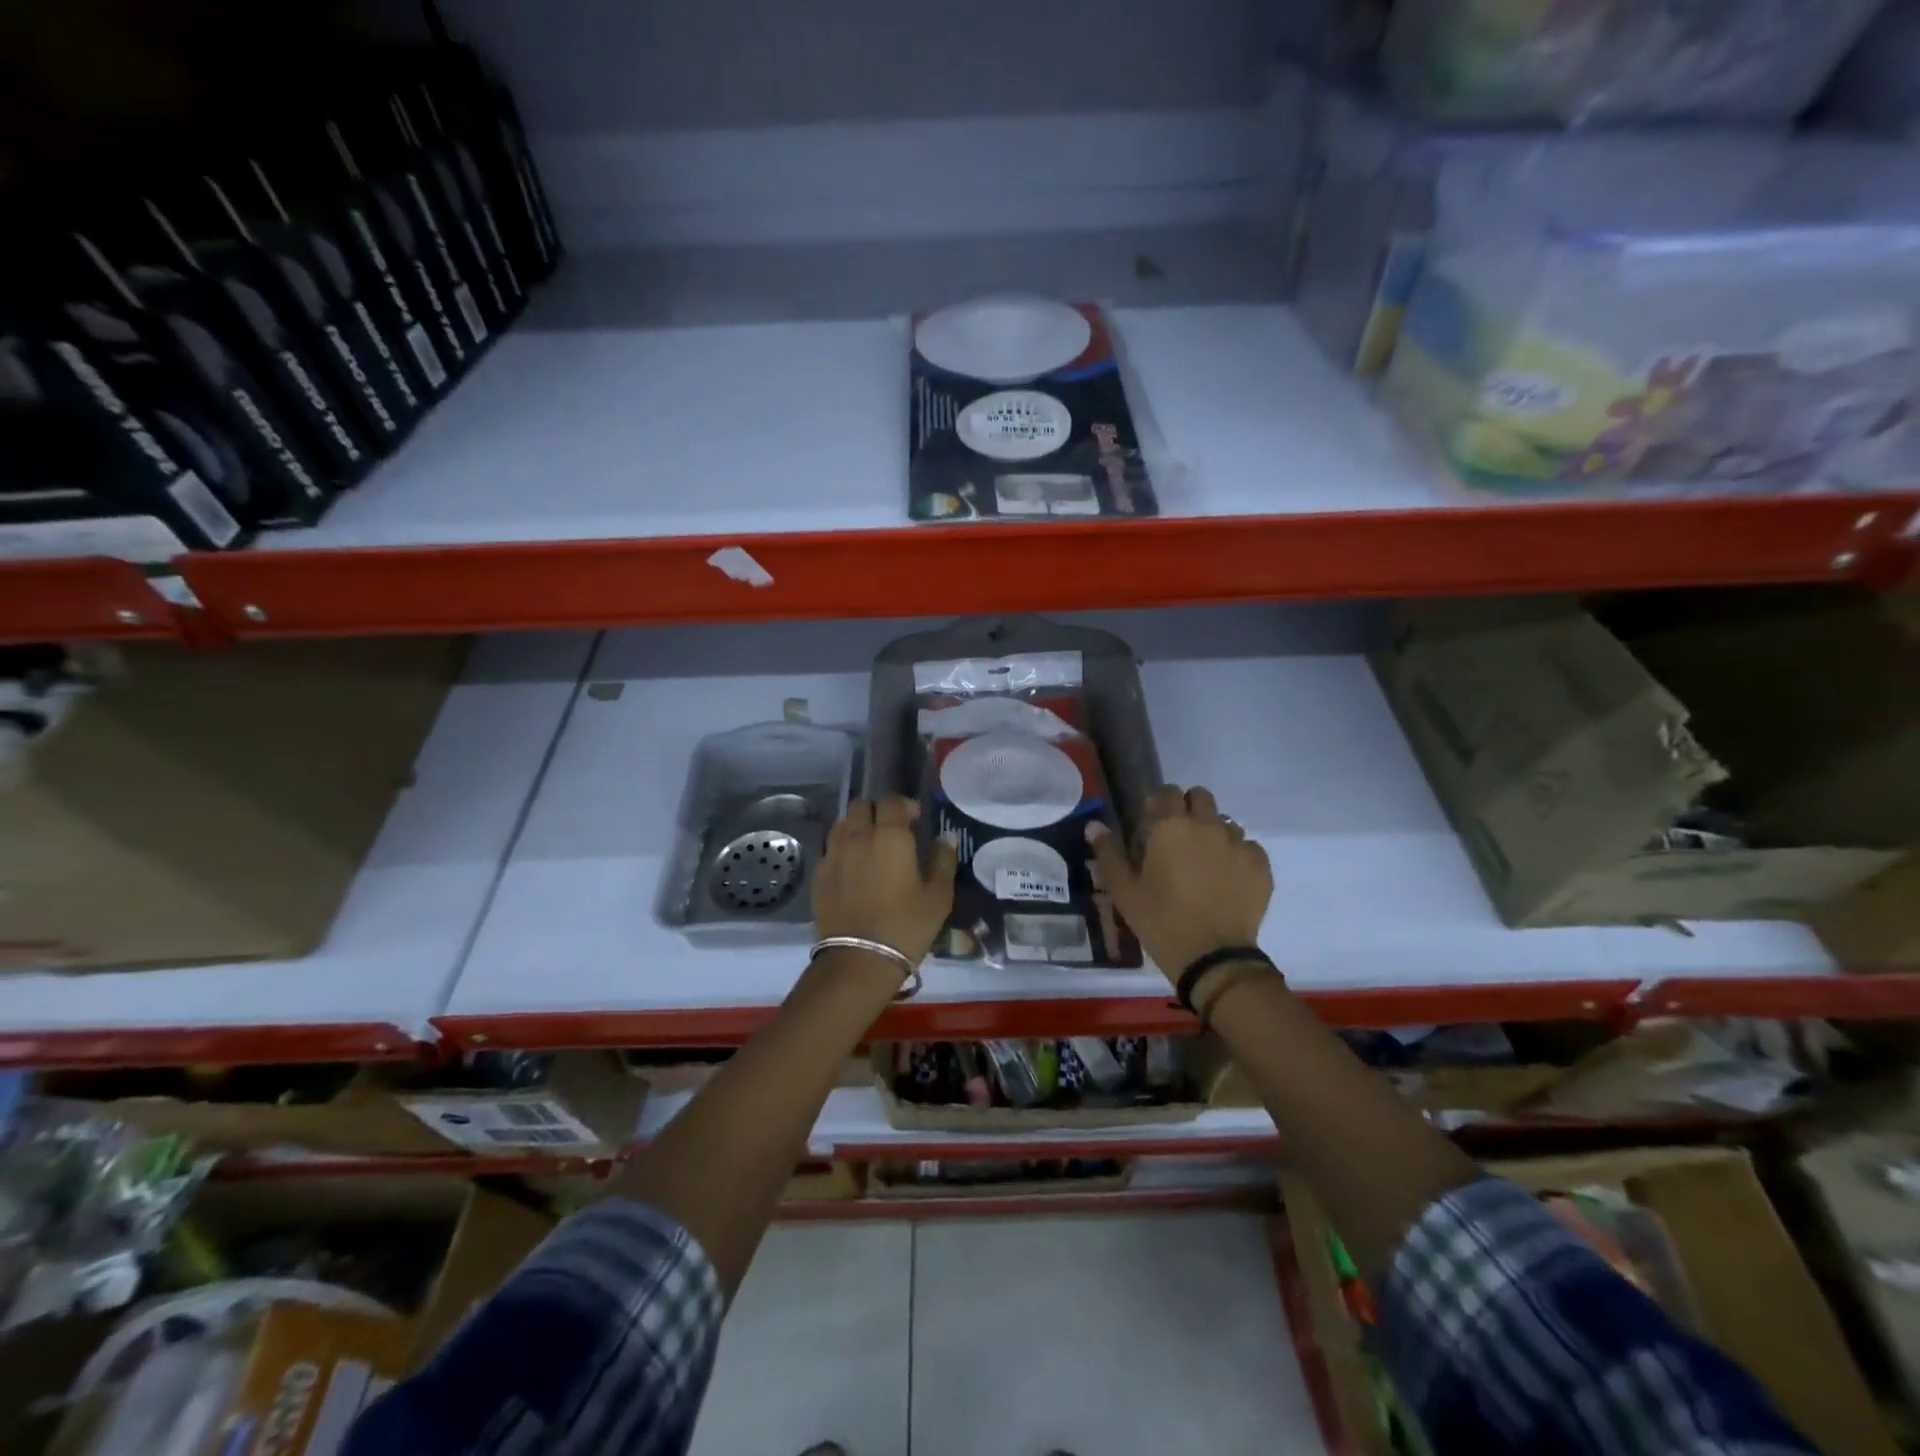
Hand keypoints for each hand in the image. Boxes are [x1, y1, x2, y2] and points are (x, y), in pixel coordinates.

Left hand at [813, 796, 957, 964]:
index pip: (892, 801)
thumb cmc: (906, 926)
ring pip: (841, 823)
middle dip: (877, 811)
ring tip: (868, 845)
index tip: (915, 820)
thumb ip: (943, 861)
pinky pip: (829, 848)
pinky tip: (851, 868)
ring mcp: (834, 855)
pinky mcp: (819, 875)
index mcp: (890, 836)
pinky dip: (840, 849)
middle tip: (891, 830)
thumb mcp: (938, 897)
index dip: (905, 805)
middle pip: (861, 805)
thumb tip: (945, 838)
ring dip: (856, 826)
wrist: (859, 960)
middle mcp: (858, 837)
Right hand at [1089, 786, 1271, 984]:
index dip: (1158, 804)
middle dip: (1188, 809)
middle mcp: (1207, 826)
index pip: (1167, 792)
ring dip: (1213, 833)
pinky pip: (1248, 847)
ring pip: (1225, 822)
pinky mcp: (1260, 866)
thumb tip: (1094, 826)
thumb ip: (1108, 853)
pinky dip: (1236, 855)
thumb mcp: (1123, 890)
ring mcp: (1238, 844)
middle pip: (1201, 797)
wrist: (1212, 958)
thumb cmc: (1160, 920)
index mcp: (1171, 826)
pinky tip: (1226, 879)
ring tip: (1203, 862)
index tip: (1151, 824)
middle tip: (1177, 838)